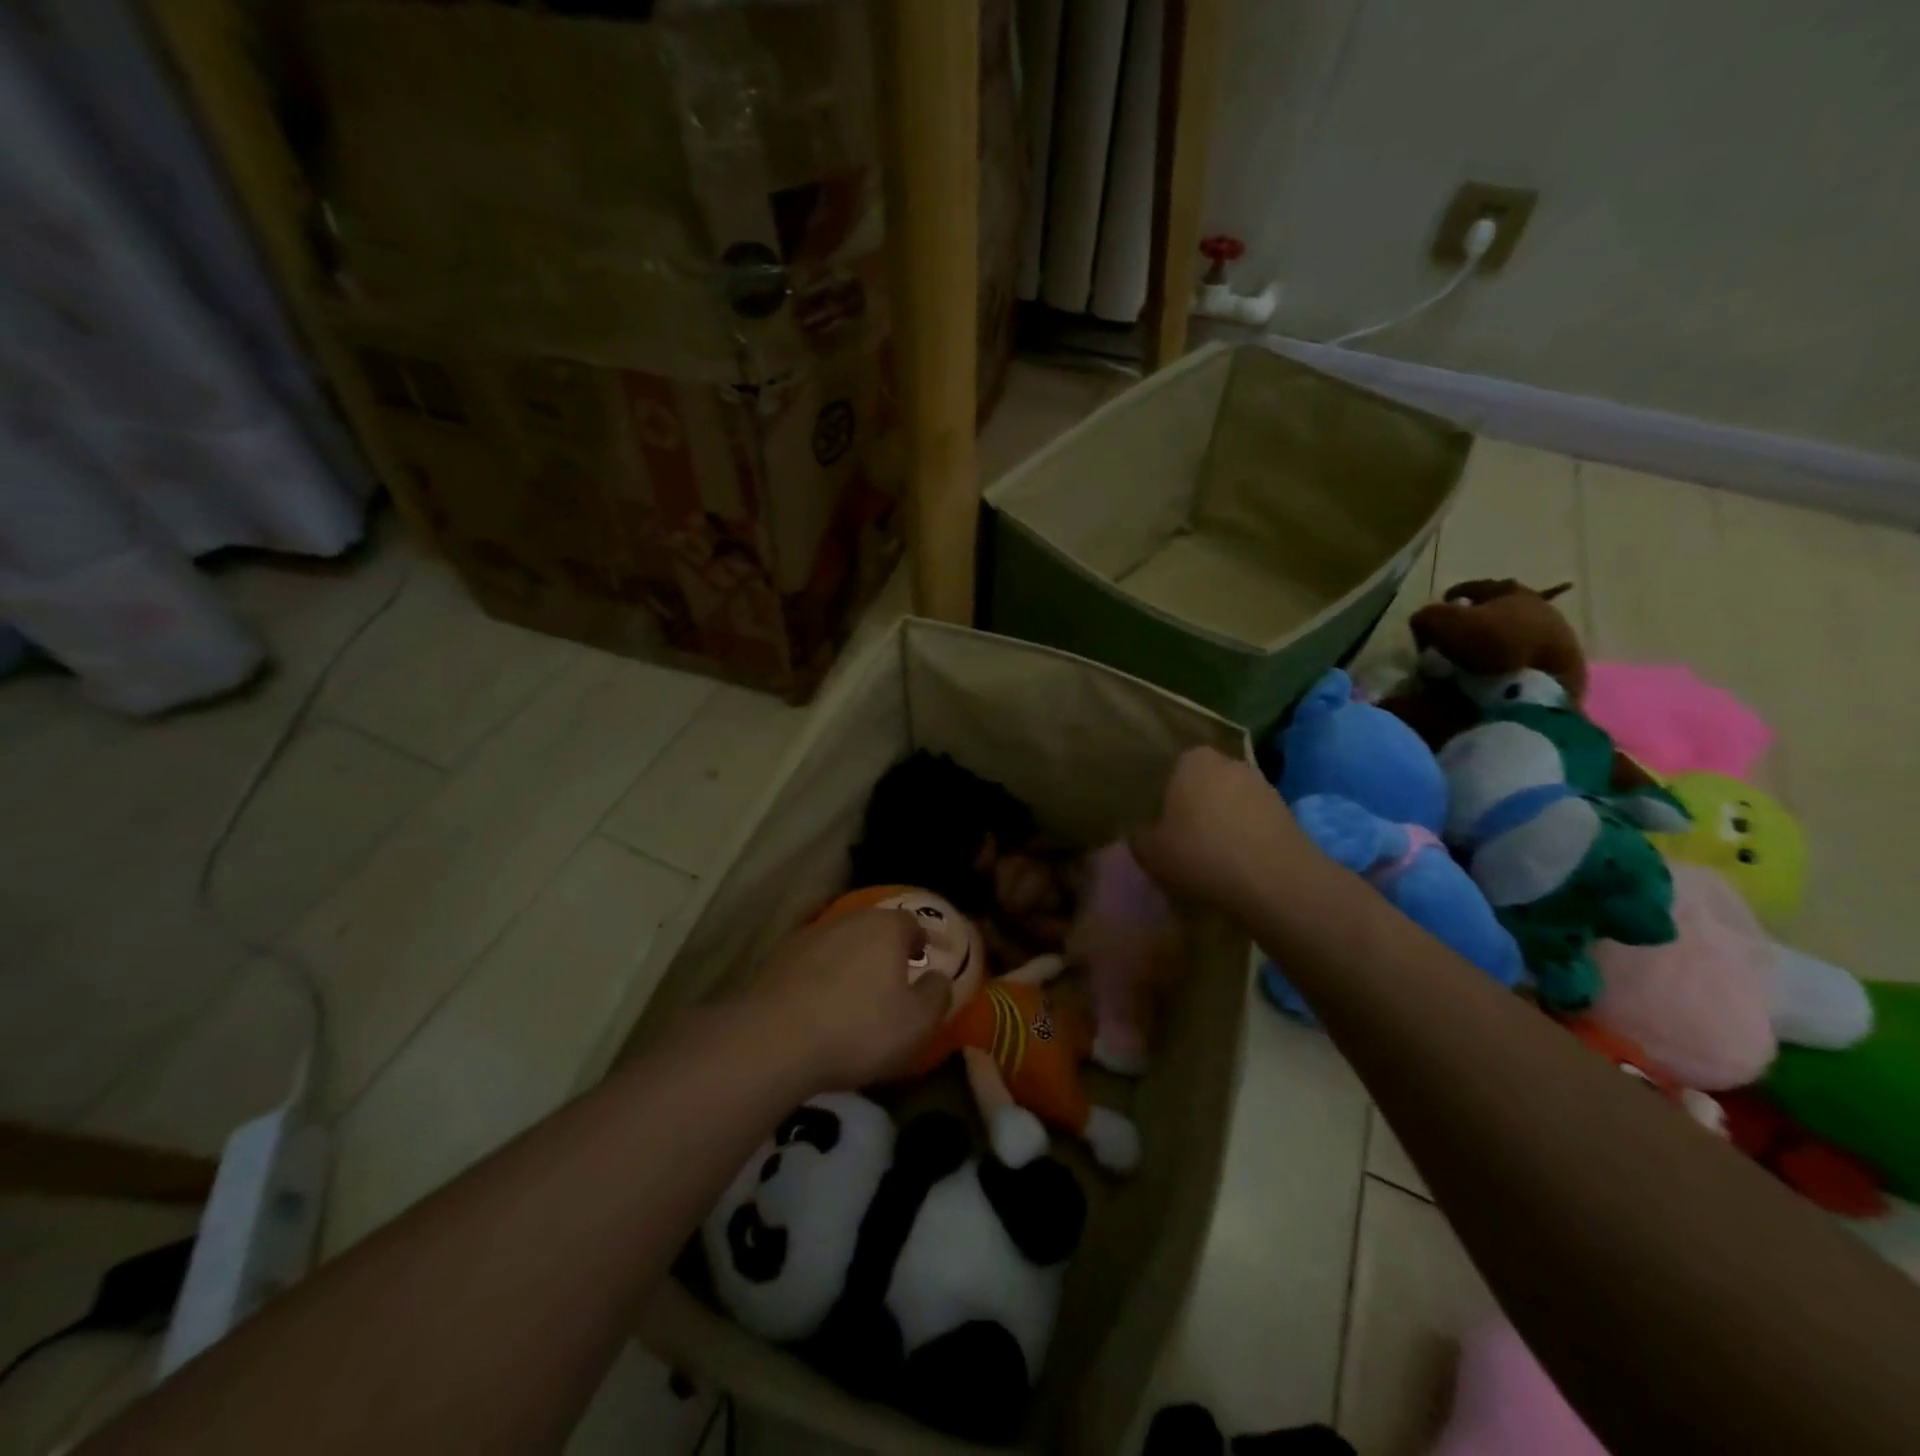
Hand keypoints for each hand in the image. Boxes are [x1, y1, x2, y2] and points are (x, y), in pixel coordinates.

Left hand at [748, 908, 950, 1091]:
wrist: (775, 1040)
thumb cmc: (859, 1028)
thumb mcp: (918, 1023)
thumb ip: (937, 995)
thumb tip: (938, 978)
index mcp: (886, 927)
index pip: (911, 922)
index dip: (920, 941)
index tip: (923, 959)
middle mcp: (848, 920)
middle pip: (873, 928)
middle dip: (884, 949)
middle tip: (891, 977)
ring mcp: (808, 936)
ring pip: (840, 943)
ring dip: (850, 962)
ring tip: (853, 994)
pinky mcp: (777, 958)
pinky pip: (811, 962)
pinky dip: (820, 976)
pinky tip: (818, 1003)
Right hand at [1131, 747, 1320, 914]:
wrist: (1274, 881)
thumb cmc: (1201, 854)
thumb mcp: (1151, 852)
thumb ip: (1140, 838)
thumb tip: (1140, 834)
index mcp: (1192, 760)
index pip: (1172, 770)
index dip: (1165, 798)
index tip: (1160, 825)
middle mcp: (1229, 763)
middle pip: (1204, 784)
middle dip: (1196, 808)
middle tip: (1183, 840)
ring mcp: (1263, 785)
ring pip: (1232, 803)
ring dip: (1224, 823)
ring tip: (1212, 857)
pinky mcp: (1288, 812)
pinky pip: (1255, 822)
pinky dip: (1246, 838)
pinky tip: (1238, 865)